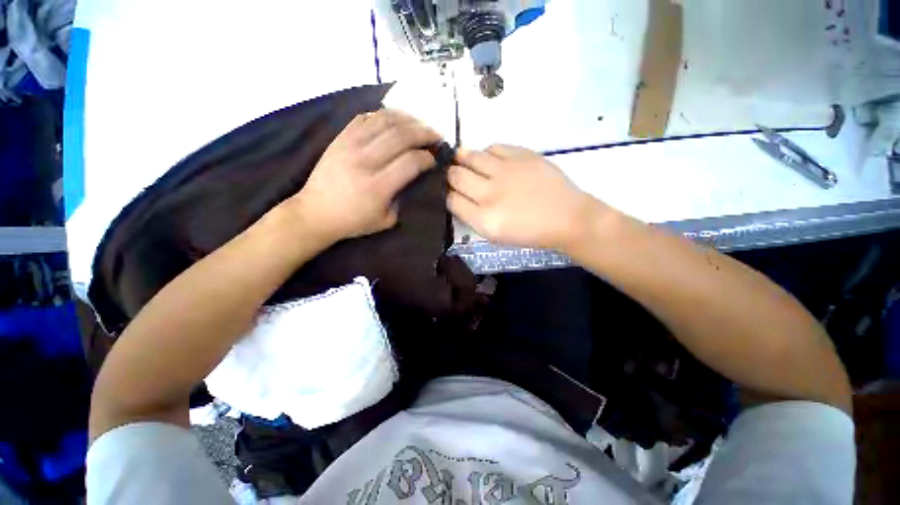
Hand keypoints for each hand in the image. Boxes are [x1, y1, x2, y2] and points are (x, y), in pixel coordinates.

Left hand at [286, 109, 440, 243]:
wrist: (315, 212)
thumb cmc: (353, 221)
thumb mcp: (386, 220)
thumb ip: (402, 199)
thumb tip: (412, 178)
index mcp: (378, 186)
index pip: (411, 162)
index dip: (427, 158)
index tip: (434, 159)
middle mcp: (365, 161)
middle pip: (401, 136)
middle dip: (424, 133)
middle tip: (436, 135)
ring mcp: (349, 146)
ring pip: (383, 121)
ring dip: (407, 119)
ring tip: (419, 123)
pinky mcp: (339, 139)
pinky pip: (364, 118)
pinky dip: (383, 115)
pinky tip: (394, 120)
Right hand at [447, 145, 602, 250]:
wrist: (566, 218)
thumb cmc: (530, 232)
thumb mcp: (496, 235)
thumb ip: (472, 217)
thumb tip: (457, 197)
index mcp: (484, 220)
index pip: (451, 200)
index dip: (447, 195)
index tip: (451, 193)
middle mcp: (491, 194)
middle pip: (455, 176)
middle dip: (451, 175)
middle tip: (456, 176)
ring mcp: (506, 171)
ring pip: (469, 156)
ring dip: (463, 159)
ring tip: (465, 161)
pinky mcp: (521, 155)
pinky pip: (492, 147)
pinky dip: (486, 153)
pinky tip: (491, 160)